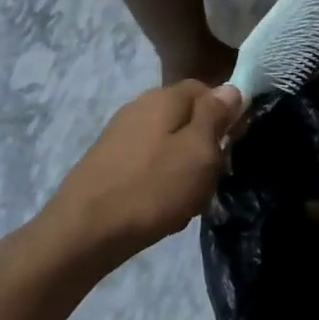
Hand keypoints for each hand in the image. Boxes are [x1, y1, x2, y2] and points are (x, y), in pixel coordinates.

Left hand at [43, 81, 241, 275]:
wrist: (84, 231)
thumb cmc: (153, 188)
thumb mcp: (199, 151)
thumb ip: (216, 115)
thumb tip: (231, 88)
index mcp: (165, 96)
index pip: (207, 89)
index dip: (226, 114)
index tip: (234, 145)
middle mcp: (140, 105)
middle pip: (186, 116)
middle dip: (204, 144)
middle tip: (213, 177)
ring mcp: (119, 133)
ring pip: (168, 142)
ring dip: (184, 166)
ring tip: (188, 198)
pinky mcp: (106, 160)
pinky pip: (147, 162)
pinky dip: (159, 179)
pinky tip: (160, 205)